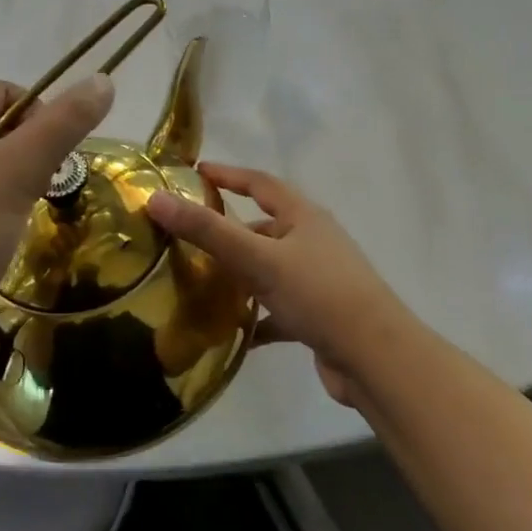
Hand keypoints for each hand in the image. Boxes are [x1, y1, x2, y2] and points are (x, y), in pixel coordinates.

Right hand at [145, 164, 418, 407]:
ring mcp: (319, 280)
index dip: (229, 175)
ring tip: (200, 286)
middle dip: (228, 233)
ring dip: (240, 277)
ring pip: (269, 270)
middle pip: (264, 229)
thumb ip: (207, 231)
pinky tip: (232, 334)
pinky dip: (256, 317)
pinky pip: (278, 310)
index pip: (260, 184)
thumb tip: (155, 198)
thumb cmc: (318, 294)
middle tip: (188, 239)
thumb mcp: (258, 259)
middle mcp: (313, 242)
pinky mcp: (319, 316)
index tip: (197, 172)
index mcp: (303, 217)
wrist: (375, 358)